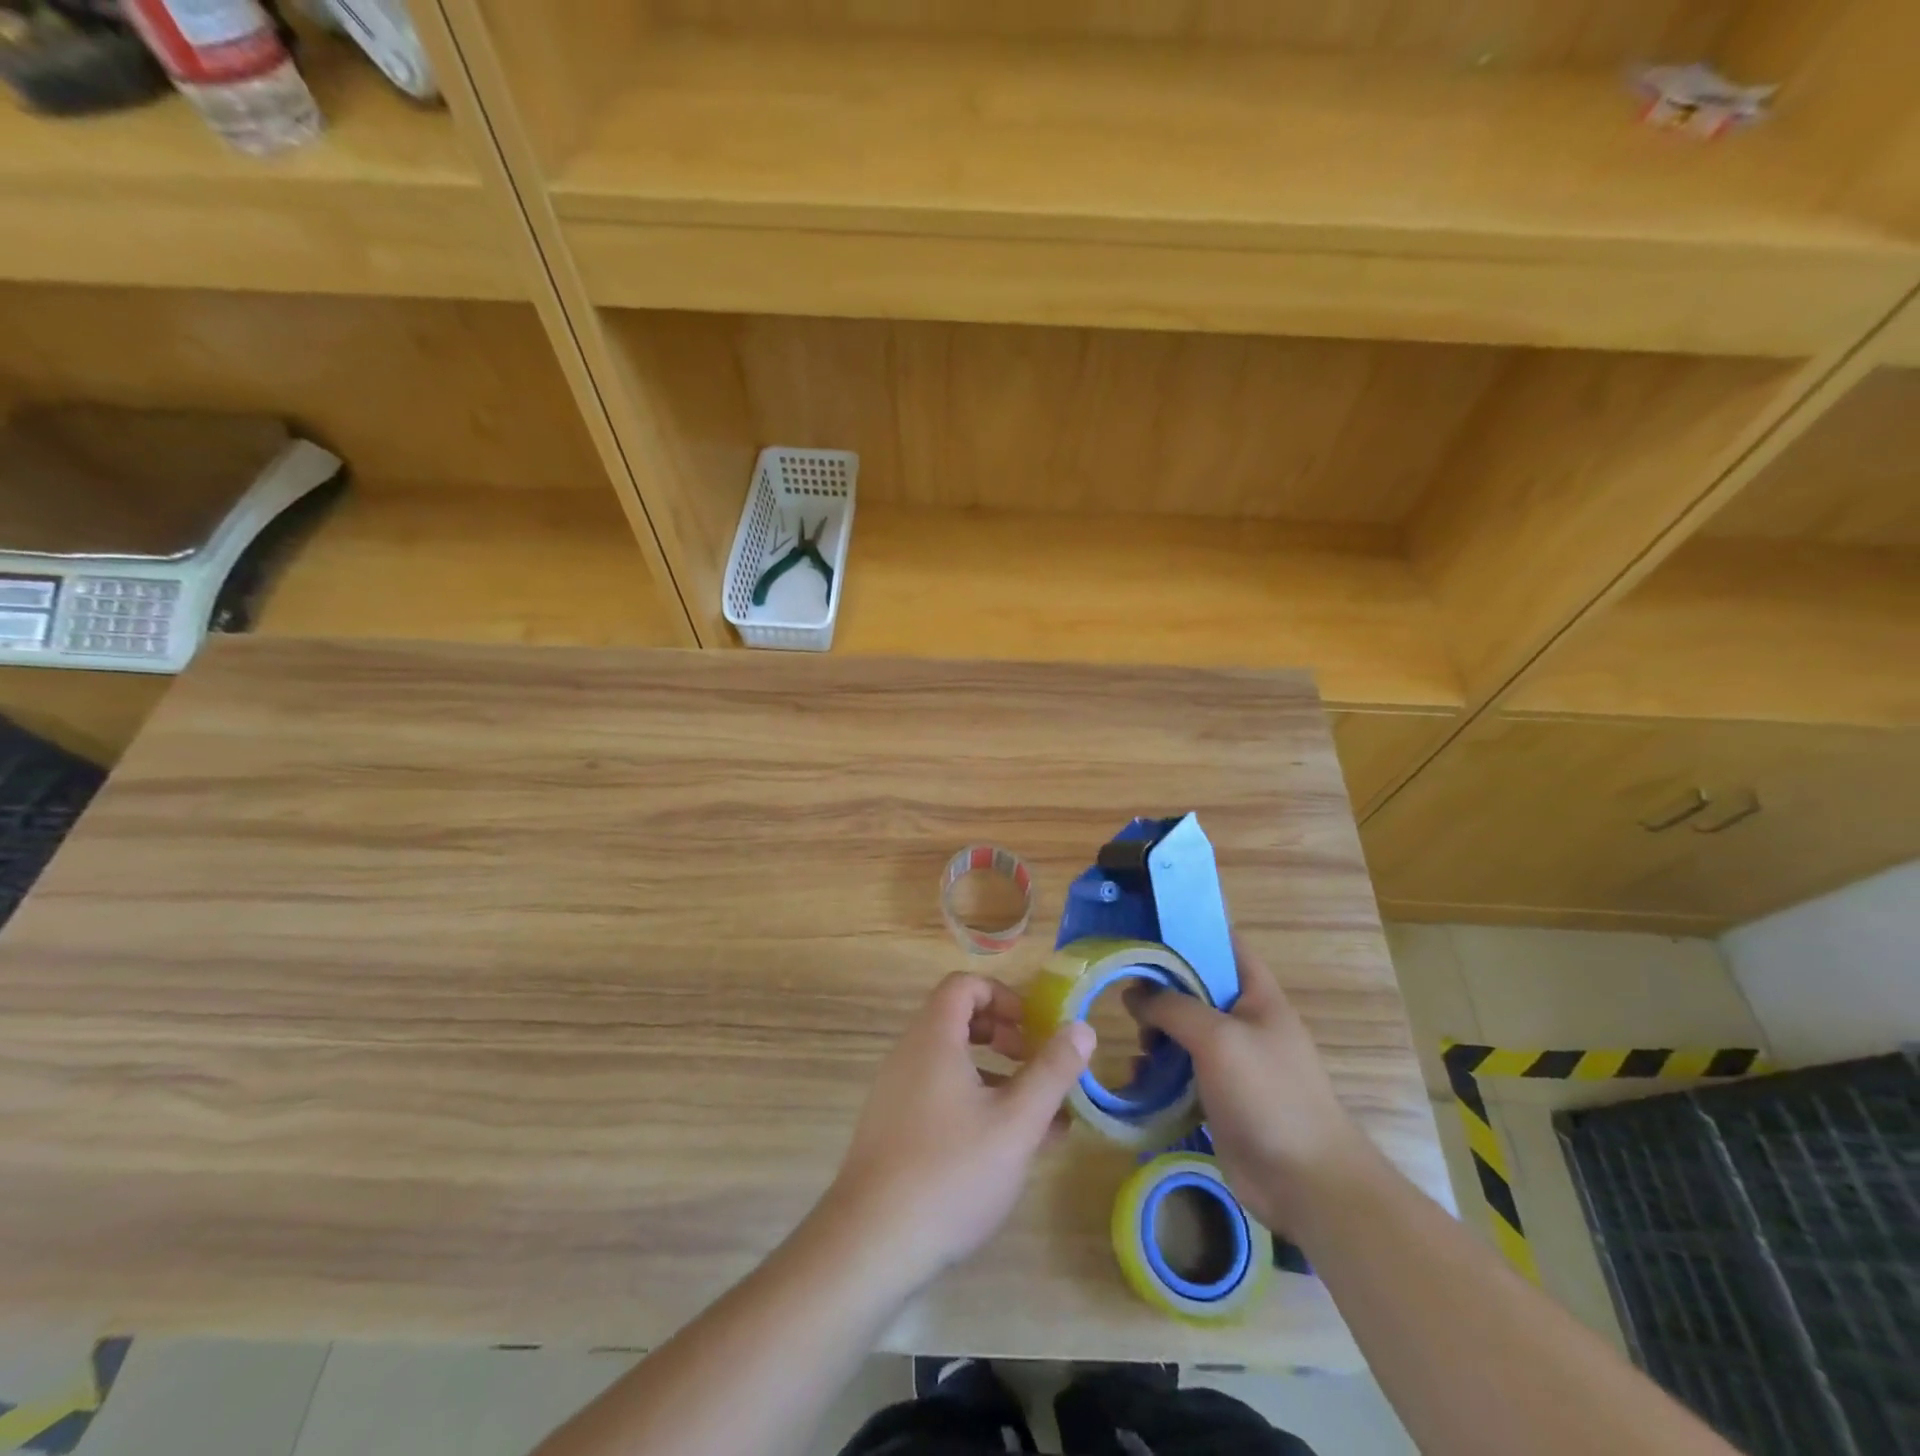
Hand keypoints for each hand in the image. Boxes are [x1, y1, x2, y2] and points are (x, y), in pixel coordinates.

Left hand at [818, 972, 1093, 1293]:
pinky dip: (974, 1103)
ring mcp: (897, 1092)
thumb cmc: (951, 1172)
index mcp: (934, 1038)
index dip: (1002, 996)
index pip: (964, 985)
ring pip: (952, 1063)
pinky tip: (1005, 1148)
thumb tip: (1083, 1027)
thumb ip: (1052, 1072)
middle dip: (1004, 1036)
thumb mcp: (1015, 1122)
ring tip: (1037, 1116)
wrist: (871, 1243)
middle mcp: (909, 1054)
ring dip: (996, 1076)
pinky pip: (939, 1094)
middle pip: (958, 1020)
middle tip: (1036, 1065)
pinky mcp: (893, 1128)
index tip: (1033, 1028)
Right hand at [1126, 934, 1371, 1232]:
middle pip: (1195, 987)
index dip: (1188, 932)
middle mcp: (1244, 1021)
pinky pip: (1181, 1070)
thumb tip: (1134, 994)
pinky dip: (1158, 1070)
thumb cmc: (1268, 1095)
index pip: (1223, 944)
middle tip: (1128, 997)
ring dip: (1155, 1034)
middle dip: (1160, 990)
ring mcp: (1232, 1060)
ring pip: (1183, 1030)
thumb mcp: (1218, 1037)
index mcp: (1257, 995)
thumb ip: (1173, 1007)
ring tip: (1138, 1045)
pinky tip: (1139, 1079)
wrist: (1305, 1181)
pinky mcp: (1218, 1096)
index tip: (1144, 930)